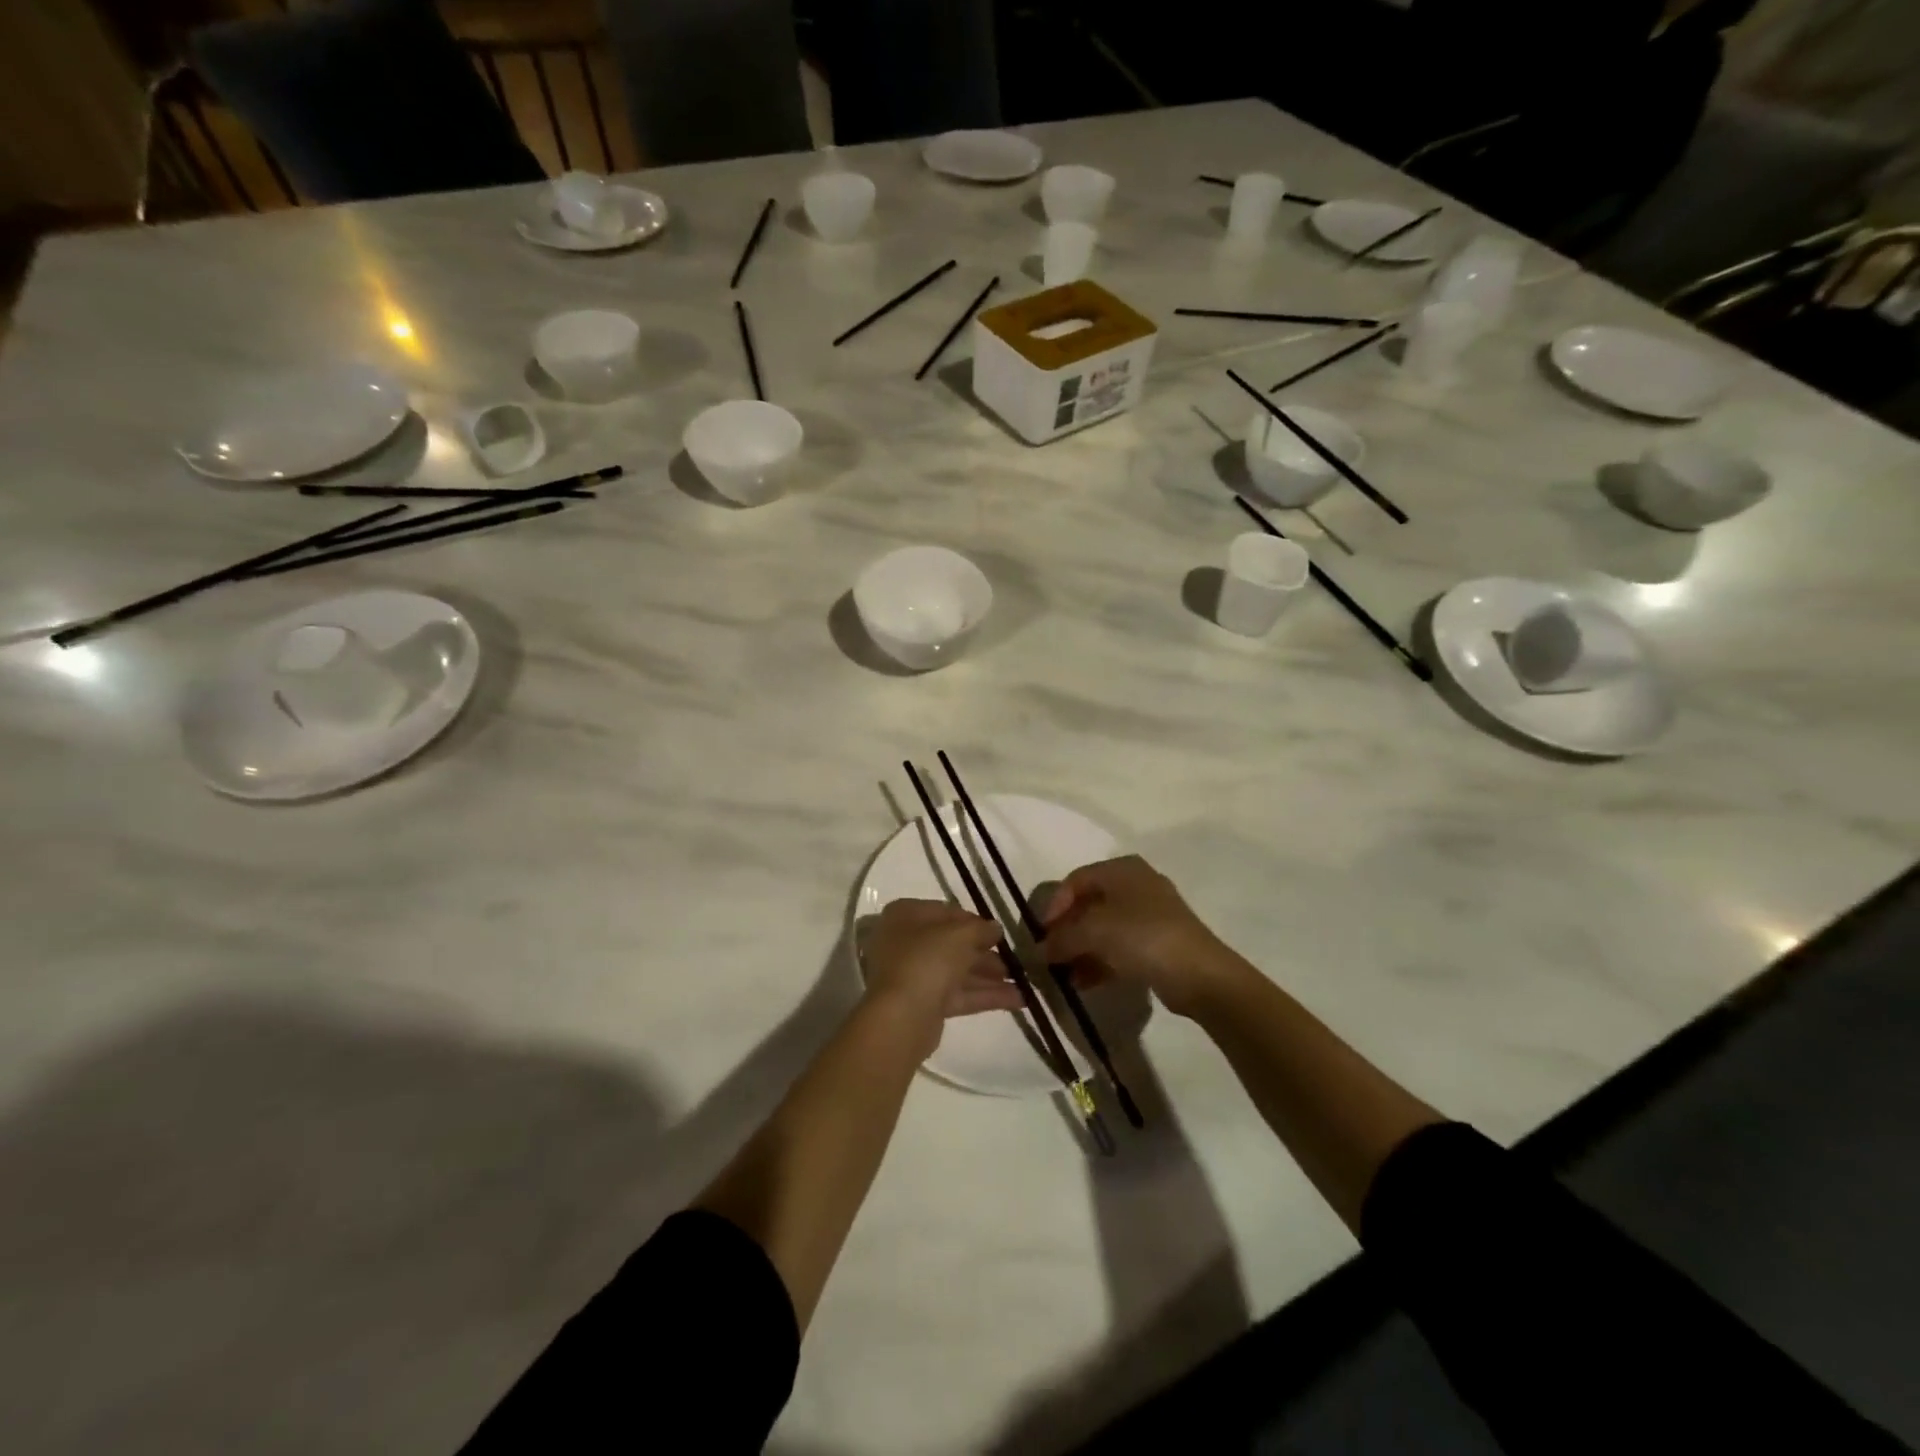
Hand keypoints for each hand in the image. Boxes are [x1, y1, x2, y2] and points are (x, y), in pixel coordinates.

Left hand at [863, 900, 1023, 1051]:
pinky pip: (957, 994)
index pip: (946, 912)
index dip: (975, 922)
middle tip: (1014, 961)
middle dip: (985, 953)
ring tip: (1023, 982)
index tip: (999, 933)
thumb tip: (995, 928)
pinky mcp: (923, 1003)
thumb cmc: (928, 959)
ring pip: (956, 971)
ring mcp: (913, 974)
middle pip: (952, 944)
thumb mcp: (961, 934)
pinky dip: (984, 995)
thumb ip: (982, 929)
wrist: (902, 1016)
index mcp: (906, 915)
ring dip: (989, 976)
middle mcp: (905, 941)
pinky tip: (1018, 1000)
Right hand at [1040, 855, 1240, 1015]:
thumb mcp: (1094, 932)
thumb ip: (1062, 938)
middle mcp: (1136, 885)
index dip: (1055, 905)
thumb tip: (1039, 950)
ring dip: (1080, 950)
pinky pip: (1119, 948)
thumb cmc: (1143, 937)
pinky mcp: (1157, 944)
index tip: (1042, 933)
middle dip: (1067, 931)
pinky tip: (1084, 983)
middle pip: (1089, 905)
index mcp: (1123, 870)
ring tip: (1064, 975)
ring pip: (1103, 929)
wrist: (1201, 975)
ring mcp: (1149, 916)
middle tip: (1050, 955)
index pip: (1076, 880)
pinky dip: (1099, 962)